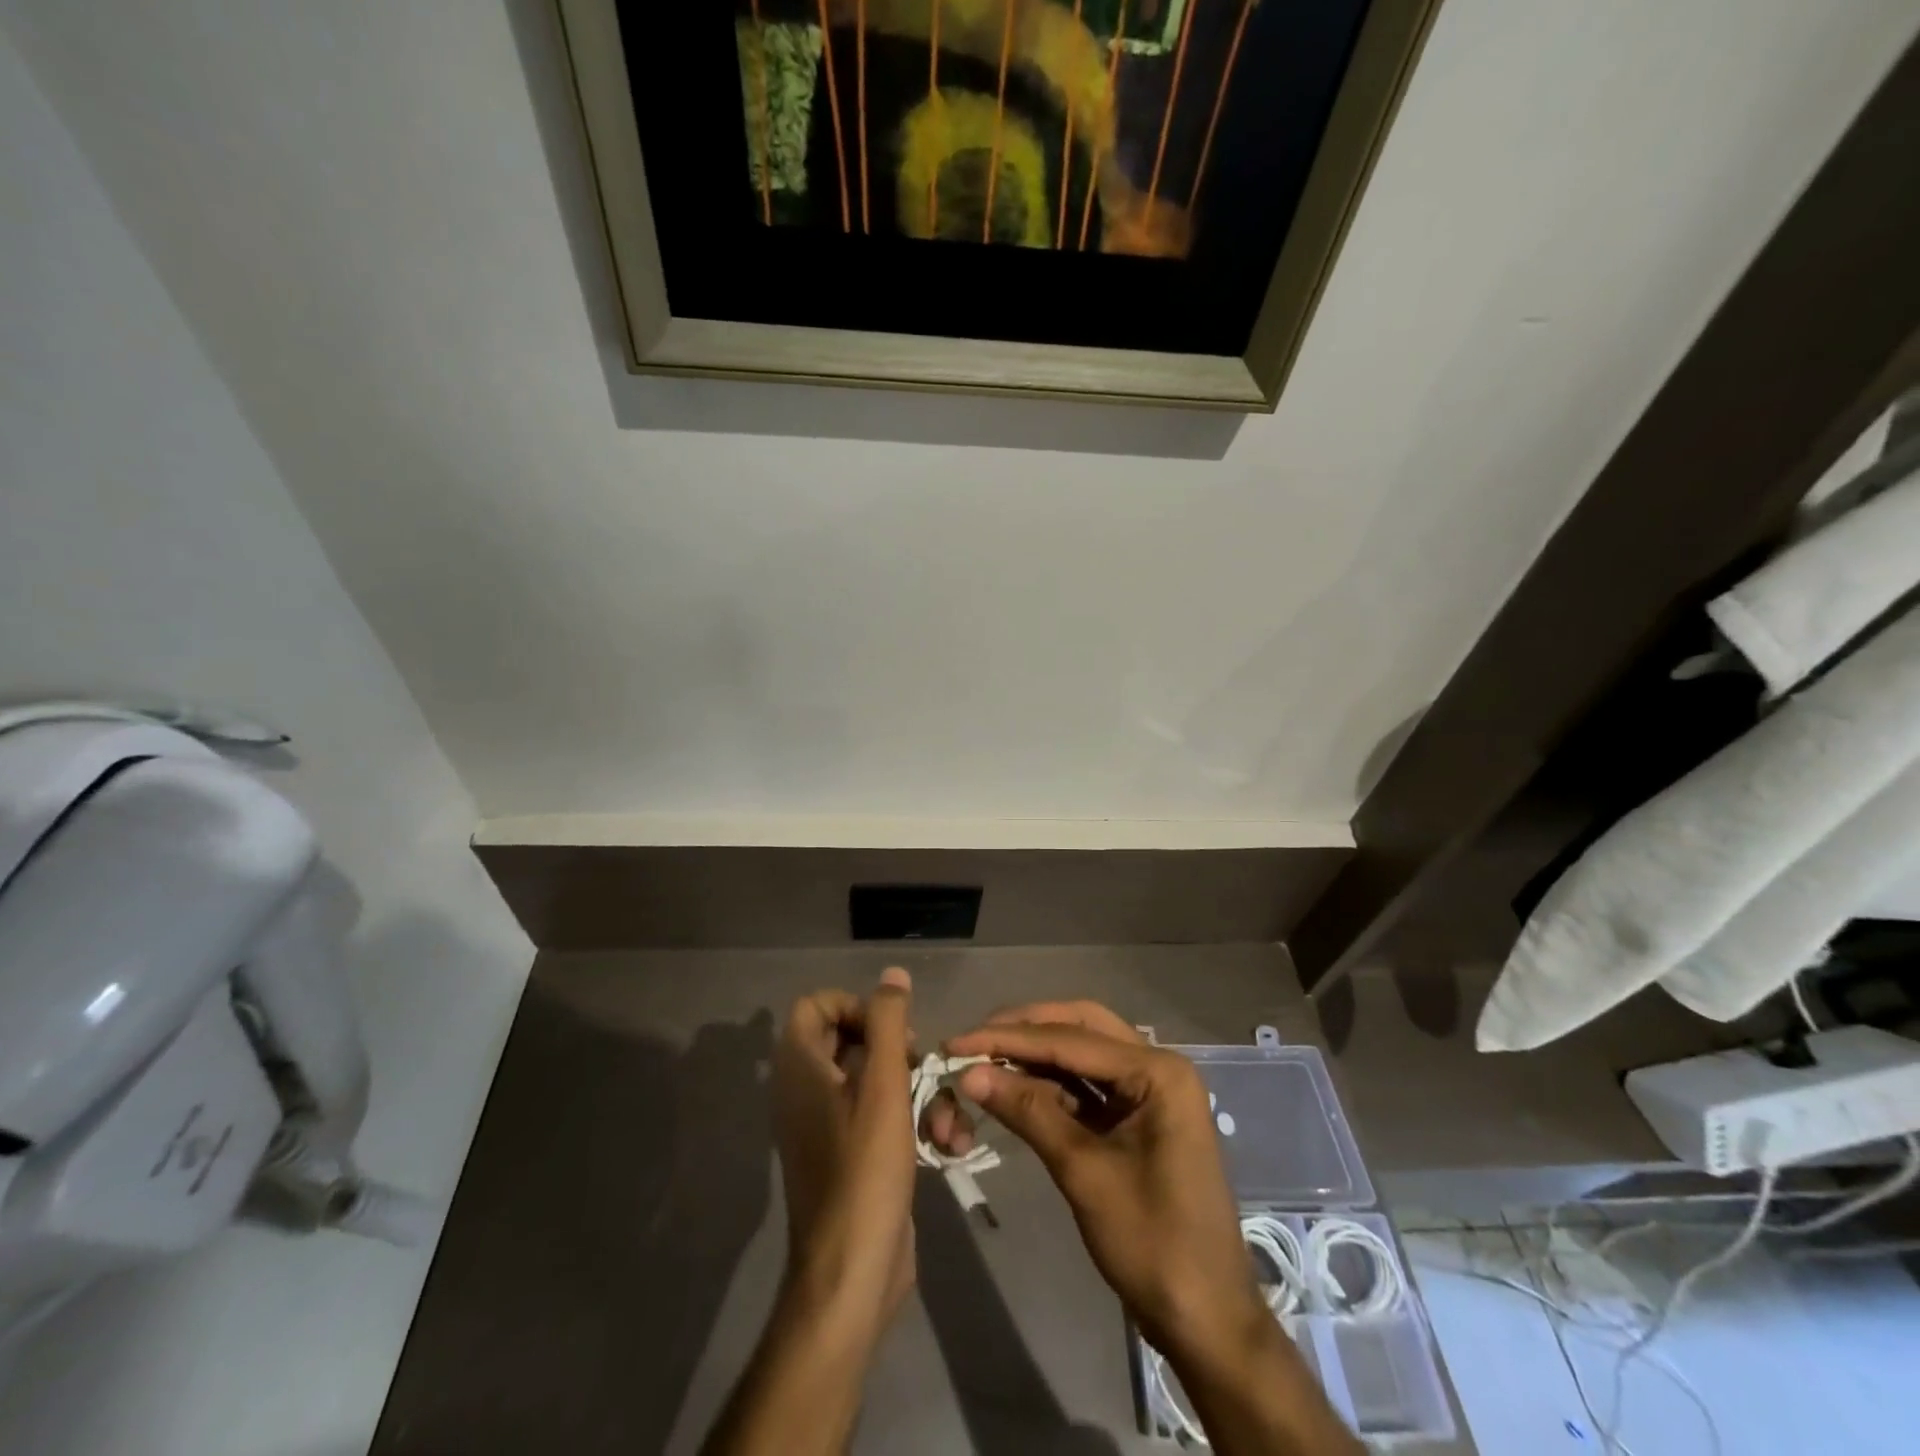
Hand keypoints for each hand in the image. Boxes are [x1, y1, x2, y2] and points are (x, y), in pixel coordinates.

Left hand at [770, 968, 973, 1330]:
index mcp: (801, 1068)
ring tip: (948, 1124)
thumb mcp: (883, 1087)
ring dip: (920, 1094)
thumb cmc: (864, 1171)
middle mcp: (807, 1090)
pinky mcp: (852, 1154)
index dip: (856, 1007)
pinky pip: (882, 1116)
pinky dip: (913, 1123)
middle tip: (922, 1069)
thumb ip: (887, 1023)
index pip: (817, 1005)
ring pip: (878, 1081)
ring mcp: (829, 1125)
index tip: (891, 1032)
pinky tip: (948, 1145)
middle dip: (901, 1053)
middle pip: (854, 1040)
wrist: (852, 1274)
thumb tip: (892, 974)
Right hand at [944, 1002, 1265, 1365]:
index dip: (1009, 1039)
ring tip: (985, 1059)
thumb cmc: (1153, 1244)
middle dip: (1025, 1030)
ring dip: (1036, 1055)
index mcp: (1157, 1071)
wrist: (1206, 1322)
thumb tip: (969, 1073)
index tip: (957, 1042)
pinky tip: (1015, 1088)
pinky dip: (1051, 1085)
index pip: (1070, 1039)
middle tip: (974, 1040)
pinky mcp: (1138, 1118)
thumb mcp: (1084, 1173)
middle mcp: (1157, 1067)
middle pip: (1080, 1028)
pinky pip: (1088, 1086)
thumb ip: (1029, 1112)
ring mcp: (1149, 1092)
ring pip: (1083, 1053)